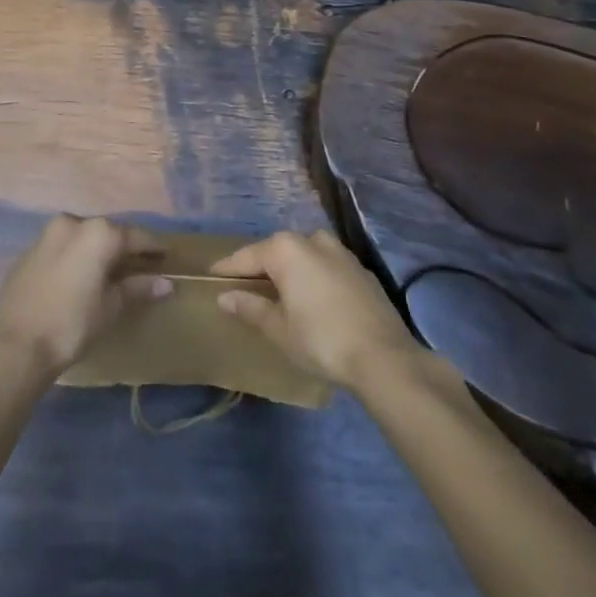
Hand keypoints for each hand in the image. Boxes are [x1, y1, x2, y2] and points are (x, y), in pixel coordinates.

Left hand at [0, 215, 171, 379]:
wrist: (14, 346)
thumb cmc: (71, 324)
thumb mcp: (110, 307)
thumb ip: (137, 288)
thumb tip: (165, 283)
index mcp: (98, 232)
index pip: (135, 236)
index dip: (153, 247)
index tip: (166, 255)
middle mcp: (73, 223)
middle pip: (107, 232)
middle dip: (124, 247)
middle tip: (141, 264)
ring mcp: (47, 234)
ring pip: (82, 237)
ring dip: (98, 250)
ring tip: (111, 270)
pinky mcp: (29, 251)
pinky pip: (62, 247)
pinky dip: (76, 256)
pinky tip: (80, 275)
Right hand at [211, 229, 420, 390]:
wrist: (383, 356)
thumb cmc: (320, 340)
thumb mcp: (279, 329)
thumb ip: (251, 307)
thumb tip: (225, 296)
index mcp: (286, 249)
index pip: (248, 256)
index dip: (228, 268)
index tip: (212, 275)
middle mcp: (312, 240)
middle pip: (277, 251)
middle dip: (261, 266)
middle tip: (245, 285)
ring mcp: (340, 252)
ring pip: (304, 255)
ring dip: (290, 269)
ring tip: (279, 291)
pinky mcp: (361, 269)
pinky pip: (326, 266)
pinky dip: (314, 277)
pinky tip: (313, 299)